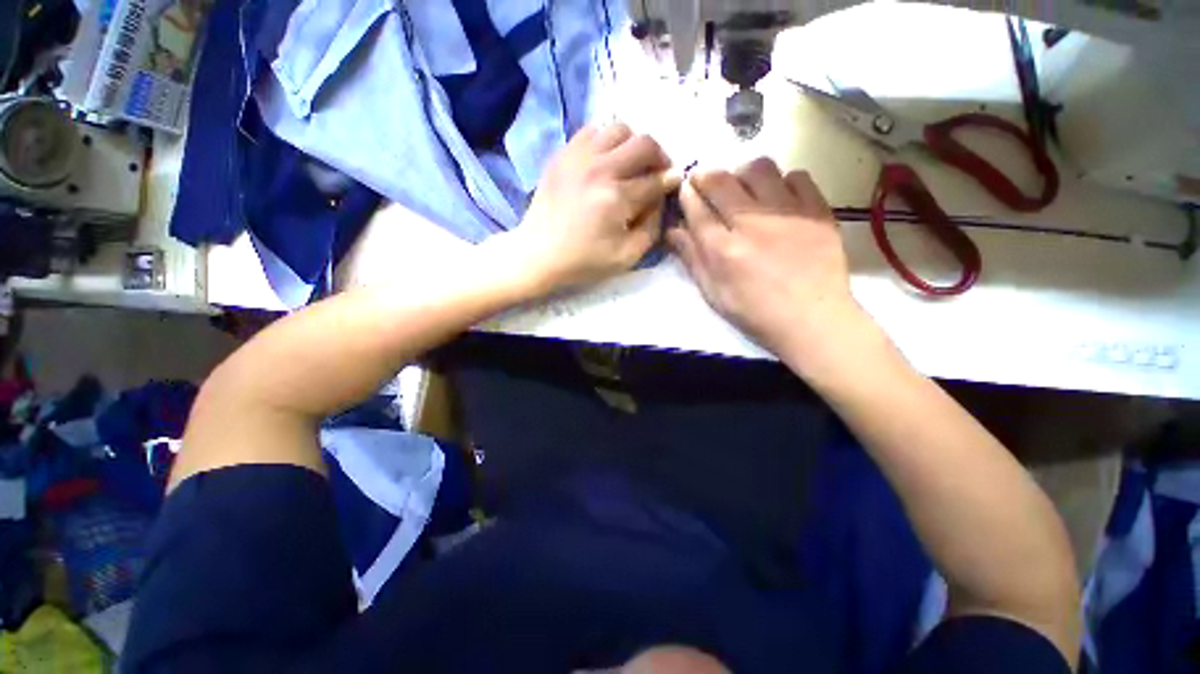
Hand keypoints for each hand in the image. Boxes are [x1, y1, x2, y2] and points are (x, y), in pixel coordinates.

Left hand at [505, 123, 675, 291]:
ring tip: (631, 164)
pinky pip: (592, 131)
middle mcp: (600, 168)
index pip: (656, 180)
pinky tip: (606, 160)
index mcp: (616, 198)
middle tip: (657, 173)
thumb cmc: (583, 261)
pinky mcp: (563, 155)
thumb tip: (661, 199)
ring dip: (633, 145)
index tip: (673, 183)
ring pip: (620, 129)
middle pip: (644, 144)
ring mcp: (578, 157)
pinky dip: (606, 140)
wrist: (538, 253)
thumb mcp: (626, 256)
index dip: (670, 181)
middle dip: (659, 157)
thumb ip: (652, 228)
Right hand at [668, 158, 866, 362]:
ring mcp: (788, 214)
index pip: (696, 208)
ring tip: (743, 189)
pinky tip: (779, 199)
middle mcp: (751, 224)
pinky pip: (797, 176)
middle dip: (706, 176)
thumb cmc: (754, 311)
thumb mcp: (713, 292)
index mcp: (722, 250)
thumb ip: (692, 259)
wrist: (811, 319)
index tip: (685, 189)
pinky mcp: (817, 211)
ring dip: (743, 174)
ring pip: (759, 168)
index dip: (686, 194)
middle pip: (721, 181)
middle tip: (705, 182)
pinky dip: (782, 182)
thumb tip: (673, 230)